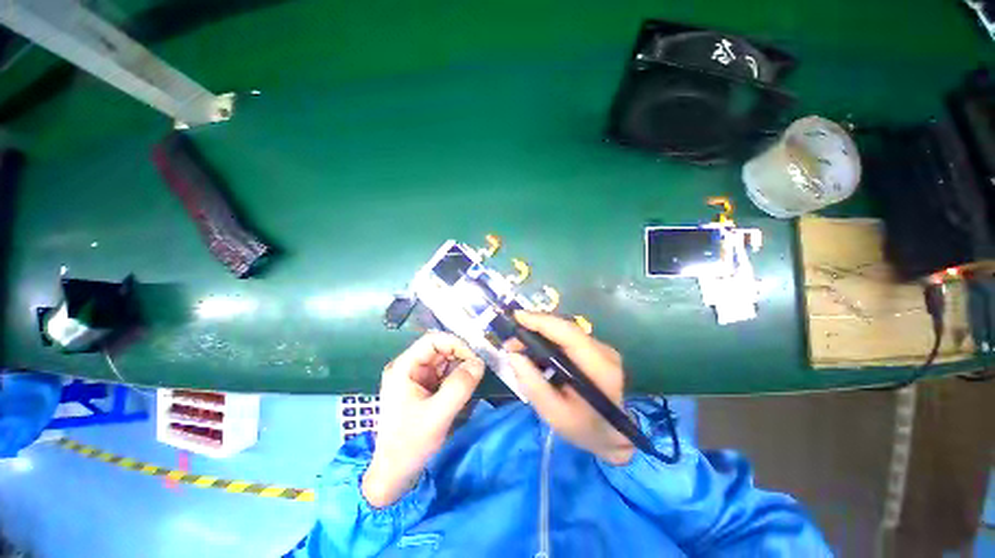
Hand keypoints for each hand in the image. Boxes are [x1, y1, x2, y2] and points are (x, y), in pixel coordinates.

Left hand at [362, 332, 484, 507]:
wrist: (394, 475)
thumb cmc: (410, 445)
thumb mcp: (437, 416)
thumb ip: (459, 387)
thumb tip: (479, 363)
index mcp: (404, 368)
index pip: (432, 341)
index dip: (455, 344)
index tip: (475, 358)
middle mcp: (410, 368)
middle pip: (440, 350)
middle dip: (461, 356)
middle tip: (480, 368)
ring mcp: (417, 378)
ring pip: (445, 361)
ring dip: (461, 367)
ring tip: (476, 378)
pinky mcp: (425, 389)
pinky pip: (445, 374)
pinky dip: (458, 377)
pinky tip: (467, 386)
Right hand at [505, 311, 634, 464]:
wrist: (610, 435)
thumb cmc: (583, 428)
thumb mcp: (553, 414)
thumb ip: (532, 384)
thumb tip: (513, 355)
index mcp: (599, 367)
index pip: (568, 333)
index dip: (541, 321)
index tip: (516, 317)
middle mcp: (604, 351)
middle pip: (565, 328)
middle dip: (535, 328)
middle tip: (511, 340)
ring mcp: (602, 348)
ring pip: (564, 331)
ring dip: (539, 334)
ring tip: (518, 346)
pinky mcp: (595, 349)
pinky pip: (567, 337)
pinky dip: (548, 340)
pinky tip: (534, 350)